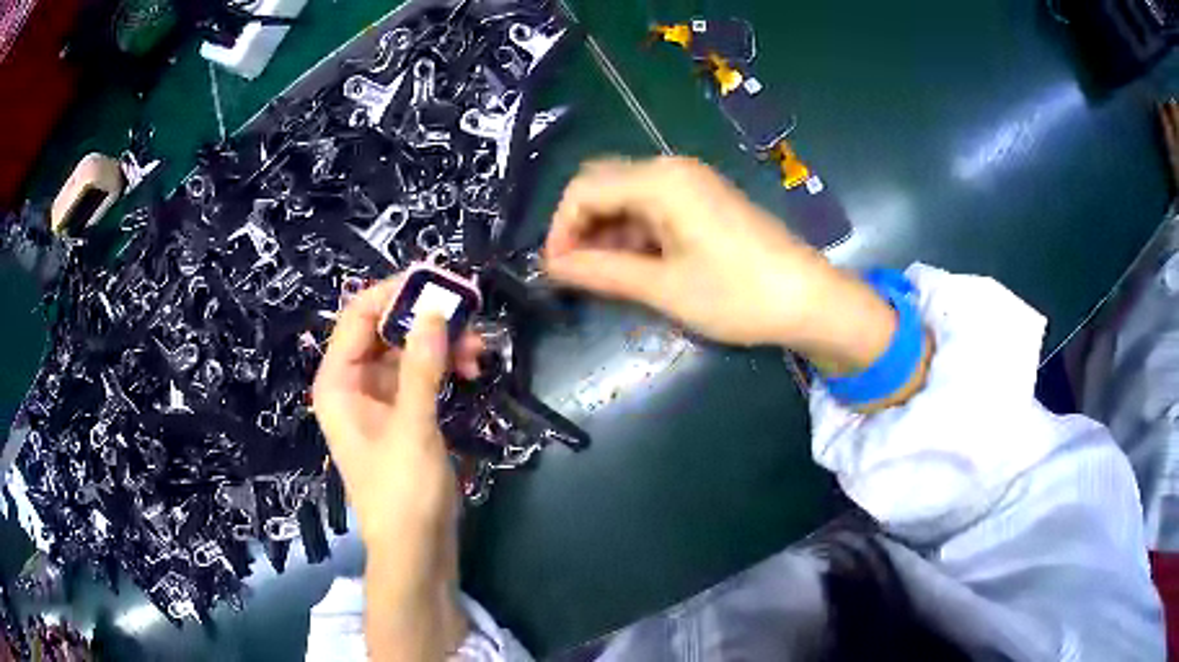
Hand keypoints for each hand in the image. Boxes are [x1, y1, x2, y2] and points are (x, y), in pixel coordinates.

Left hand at [312, 277, 480, 658]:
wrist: (416, 550)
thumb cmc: (402, 492)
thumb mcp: (412, 427)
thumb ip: (421, 367)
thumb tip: (435, 310)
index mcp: (338, 382)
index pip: (359, 316)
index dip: (394, 292)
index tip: (437, 279)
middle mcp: (354, 384)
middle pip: (386, 330)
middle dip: (427, 321)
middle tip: (469, 314)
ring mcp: (379, 400)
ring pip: (408, 352)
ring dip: (442, 345)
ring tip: (479, 351)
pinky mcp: (402, 415)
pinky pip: (420, 376)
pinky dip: (444, 369)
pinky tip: (471, 371)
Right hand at [544, 157, 895, 371]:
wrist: (809, 299)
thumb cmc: (738, 294)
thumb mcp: (664, 288)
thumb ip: (603, 273)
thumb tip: (552, 267)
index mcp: (661, 181)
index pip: (584, 189)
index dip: (561, 229)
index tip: (555, 271)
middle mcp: (672, 170)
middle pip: (603, 186)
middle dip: (581, 228)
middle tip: (575, 275)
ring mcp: (692, 183)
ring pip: (627, 197)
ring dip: (607, 233)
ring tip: (602, 278)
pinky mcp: (705, 201)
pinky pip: (653, 208)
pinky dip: (634, 233)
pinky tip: (634, 266)